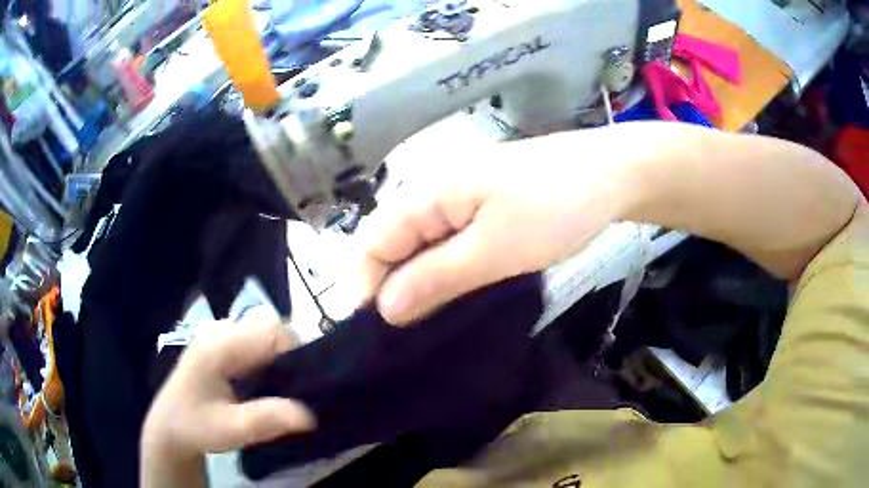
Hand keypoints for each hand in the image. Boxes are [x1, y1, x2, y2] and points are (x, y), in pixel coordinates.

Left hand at [141, 309, 314, 486]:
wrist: (170, 426)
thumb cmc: (196, 427)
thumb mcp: (230, 430)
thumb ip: (266, 420)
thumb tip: (311, 415)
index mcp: (219, 346)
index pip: (270, 330)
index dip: (295, 351)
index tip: (306, 382)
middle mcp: (219, 330)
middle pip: (269, 324)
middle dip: (289, 352)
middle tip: (294, 387)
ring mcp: (218, 333)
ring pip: (263, 329)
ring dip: (279, 354)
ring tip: (282, 386)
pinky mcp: (220, 342)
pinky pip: (254, 337)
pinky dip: (268, 355)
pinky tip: (265, 381)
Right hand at [358, 128, 640, 324]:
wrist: (611, 176)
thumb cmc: (554, 208)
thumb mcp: (493, 250)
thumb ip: (435, 277)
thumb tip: (385, 309)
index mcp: (427, 193)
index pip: (373, 243)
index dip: (366, 287)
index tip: (375, 335)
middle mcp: (434, 192)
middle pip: (393, 244)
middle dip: (390, 289)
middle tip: (400, 339)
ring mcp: (461, 200)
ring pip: (421, 247)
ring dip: (418, 284)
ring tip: (422, 326)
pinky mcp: (484, 210)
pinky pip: (449, 243)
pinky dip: (444, 272)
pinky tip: (453, 297)